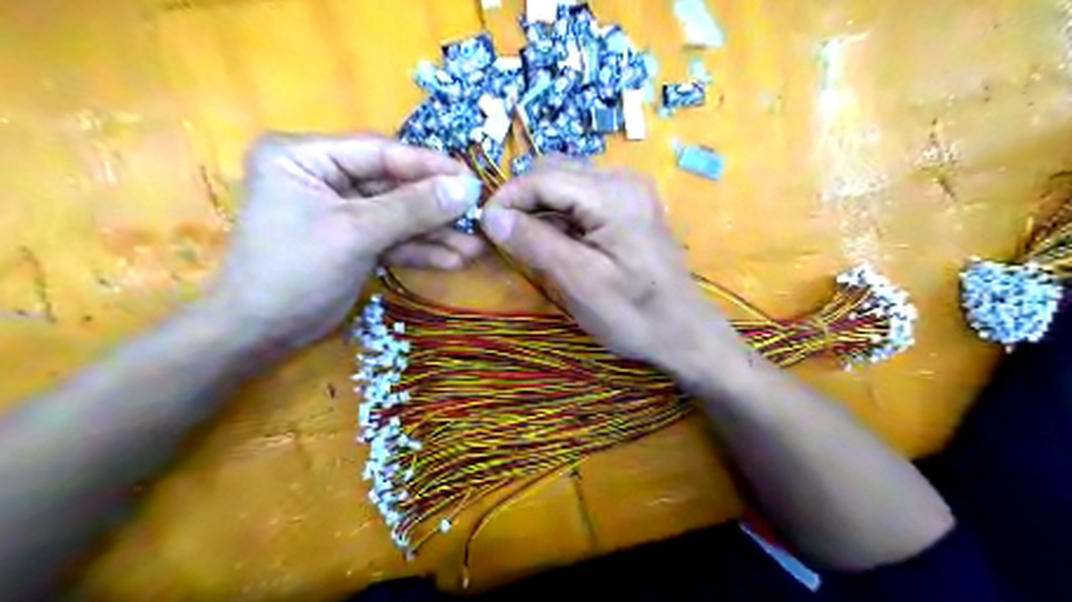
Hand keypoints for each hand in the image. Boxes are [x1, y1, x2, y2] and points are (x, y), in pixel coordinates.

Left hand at [203, 133, 485, 347]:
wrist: (262, 334)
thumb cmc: (296, 271)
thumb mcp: (356, 233)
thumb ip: (413, 207)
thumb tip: (469, 188)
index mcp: (305, 156)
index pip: (380, 152)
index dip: (429, 166)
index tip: (473, 179)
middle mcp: (323, 176)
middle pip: (393, 185)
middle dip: (436, 208)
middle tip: (479, 217)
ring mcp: (341, 211)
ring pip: (398, 215)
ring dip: (435, 234)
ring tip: (475, 248)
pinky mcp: (353, 240)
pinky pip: (393, 238)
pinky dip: (421, 250)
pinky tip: (453, 260)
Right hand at [482, 159, 747, 372]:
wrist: (683, 332)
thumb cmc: (633, 314)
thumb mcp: (579, 281)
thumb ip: (535, 242)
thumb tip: (491, 216)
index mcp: (612, 194)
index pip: (542, 176)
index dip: (507, 198)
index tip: (484, 229)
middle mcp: (622, 179)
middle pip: (553, 171)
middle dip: (522, 200)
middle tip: (506, 239)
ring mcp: (628, 191)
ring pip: (565, 183)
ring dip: (539, 208)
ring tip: (530, 245)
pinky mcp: (629, 205)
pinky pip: (581, 197)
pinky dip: (559, 215)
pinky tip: (558, 243)